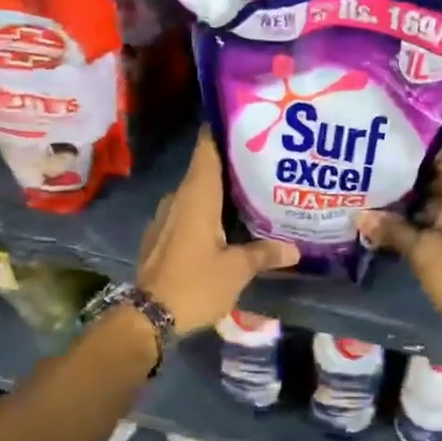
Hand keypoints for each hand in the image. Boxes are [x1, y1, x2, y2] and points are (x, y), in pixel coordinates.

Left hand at [138, 132, 299, 334]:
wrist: (148, 318)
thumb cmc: (195, 284)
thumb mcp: (236, 270)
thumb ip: (264, 253)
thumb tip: (293, 248)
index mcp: (196, 195)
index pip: (207, 148)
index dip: (223, 131)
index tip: (246, 122)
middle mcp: (178, 198)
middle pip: (205, 170)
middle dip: (232, 165)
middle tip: (264, 162)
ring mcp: (165, 218)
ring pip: (197, 194)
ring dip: (220, 192)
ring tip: (252, 192)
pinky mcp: (161, 237)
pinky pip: (188, 213)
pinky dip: (207, 212)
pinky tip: (227, 224)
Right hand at [359, 145, 441, 359]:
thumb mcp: (424, 252)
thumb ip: (391, 229)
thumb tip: (358, 215)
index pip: (434, 145)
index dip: (405, 140)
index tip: (374, 137)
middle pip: (428, 167)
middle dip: (396, 168)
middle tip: (359, 163)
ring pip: (427, 191)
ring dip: (400, 193)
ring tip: (361, 185)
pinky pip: (431, 212)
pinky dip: (411, 213)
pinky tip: (379, 215)